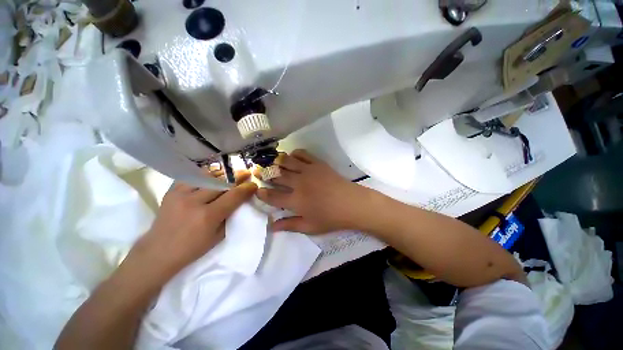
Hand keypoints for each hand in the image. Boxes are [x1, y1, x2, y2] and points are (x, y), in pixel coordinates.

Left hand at [130, 169, 257, 278]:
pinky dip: (205, 176)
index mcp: (208, 216)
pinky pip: (192, 177)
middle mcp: (194, 202)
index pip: (233, 196)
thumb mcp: (218, 236)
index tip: (254, 184)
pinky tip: (211, 178)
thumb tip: (240, 201)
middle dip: (237, 177)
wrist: (158, 252)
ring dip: (222, 175)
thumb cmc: (192, 249)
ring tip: (230, 174)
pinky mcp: (171, 191)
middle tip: (245, 174)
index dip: (246, 189)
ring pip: (207, 176)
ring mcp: (180, 194)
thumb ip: (230, 216)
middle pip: (221, 183)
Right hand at [256, 149, 369, 233]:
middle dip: (265, 174)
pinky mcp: (318, 163)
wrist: (352, 203)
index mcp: (295, 200)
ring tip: (272, 163)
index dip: (262, 193)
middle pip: (277, 176)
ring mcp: (308, 171)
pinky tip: (292, 157)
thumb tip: (272, 226)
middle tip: (258, 172)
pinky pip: (303, 154)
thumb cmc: (331, 218)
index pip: (273, 196)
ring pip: (287, 162)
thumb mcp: (309, 226)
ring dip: (277, 162)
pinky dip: (295, 153)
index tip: (257, 190)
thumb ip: (289, 225)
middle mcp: (299, 183)